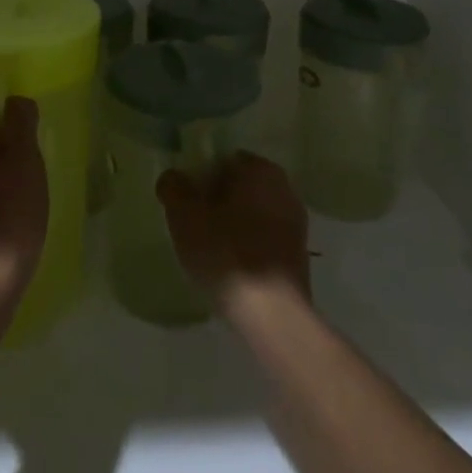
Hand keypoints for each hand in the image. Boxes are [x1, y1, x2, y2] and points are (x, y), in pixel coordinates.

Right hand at [157, 151, 310, 313]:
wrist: (271, 313)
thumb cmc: (226, 253)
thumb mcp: (184, 216)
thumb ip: (174, 188)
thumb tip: (173, 177)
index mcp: (260, 169)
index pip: (224, 160)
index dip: (201, 178)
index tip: (186, 202)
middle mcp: (284, 188)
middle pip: (240, 186)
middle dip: (217, 200)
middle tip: (194, 225)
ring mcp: (295, 222)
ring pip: (253, 213)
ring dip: (233, 224)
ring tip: (210, 250)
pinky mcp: (298, 254)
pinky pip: (264, 238)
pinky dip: (248, 246)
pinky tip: (231, 268)